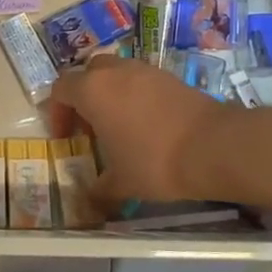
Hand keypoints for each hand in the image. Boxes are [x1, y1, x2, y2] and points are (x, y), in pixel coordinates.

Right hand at [49, 55, 229, 207]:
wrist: (214, 147)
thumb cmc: (154, 161)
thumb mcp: (120, 183)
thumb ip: (98, 189)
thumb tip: (89, 201)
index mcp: (92, 90)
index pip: (60, 89)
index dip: (57, 113)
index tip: (65, 138)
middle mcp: (115, 72)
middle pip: (88, 73)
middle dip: (83, 97)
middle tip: (90, 127)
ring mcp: (145, 70)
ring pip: (117, 73)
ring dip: (111, 94)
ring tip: (119, 126)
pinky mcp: (170, 76)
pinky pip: (141, 80)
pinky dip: (136, 96)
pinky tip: (147, 125)